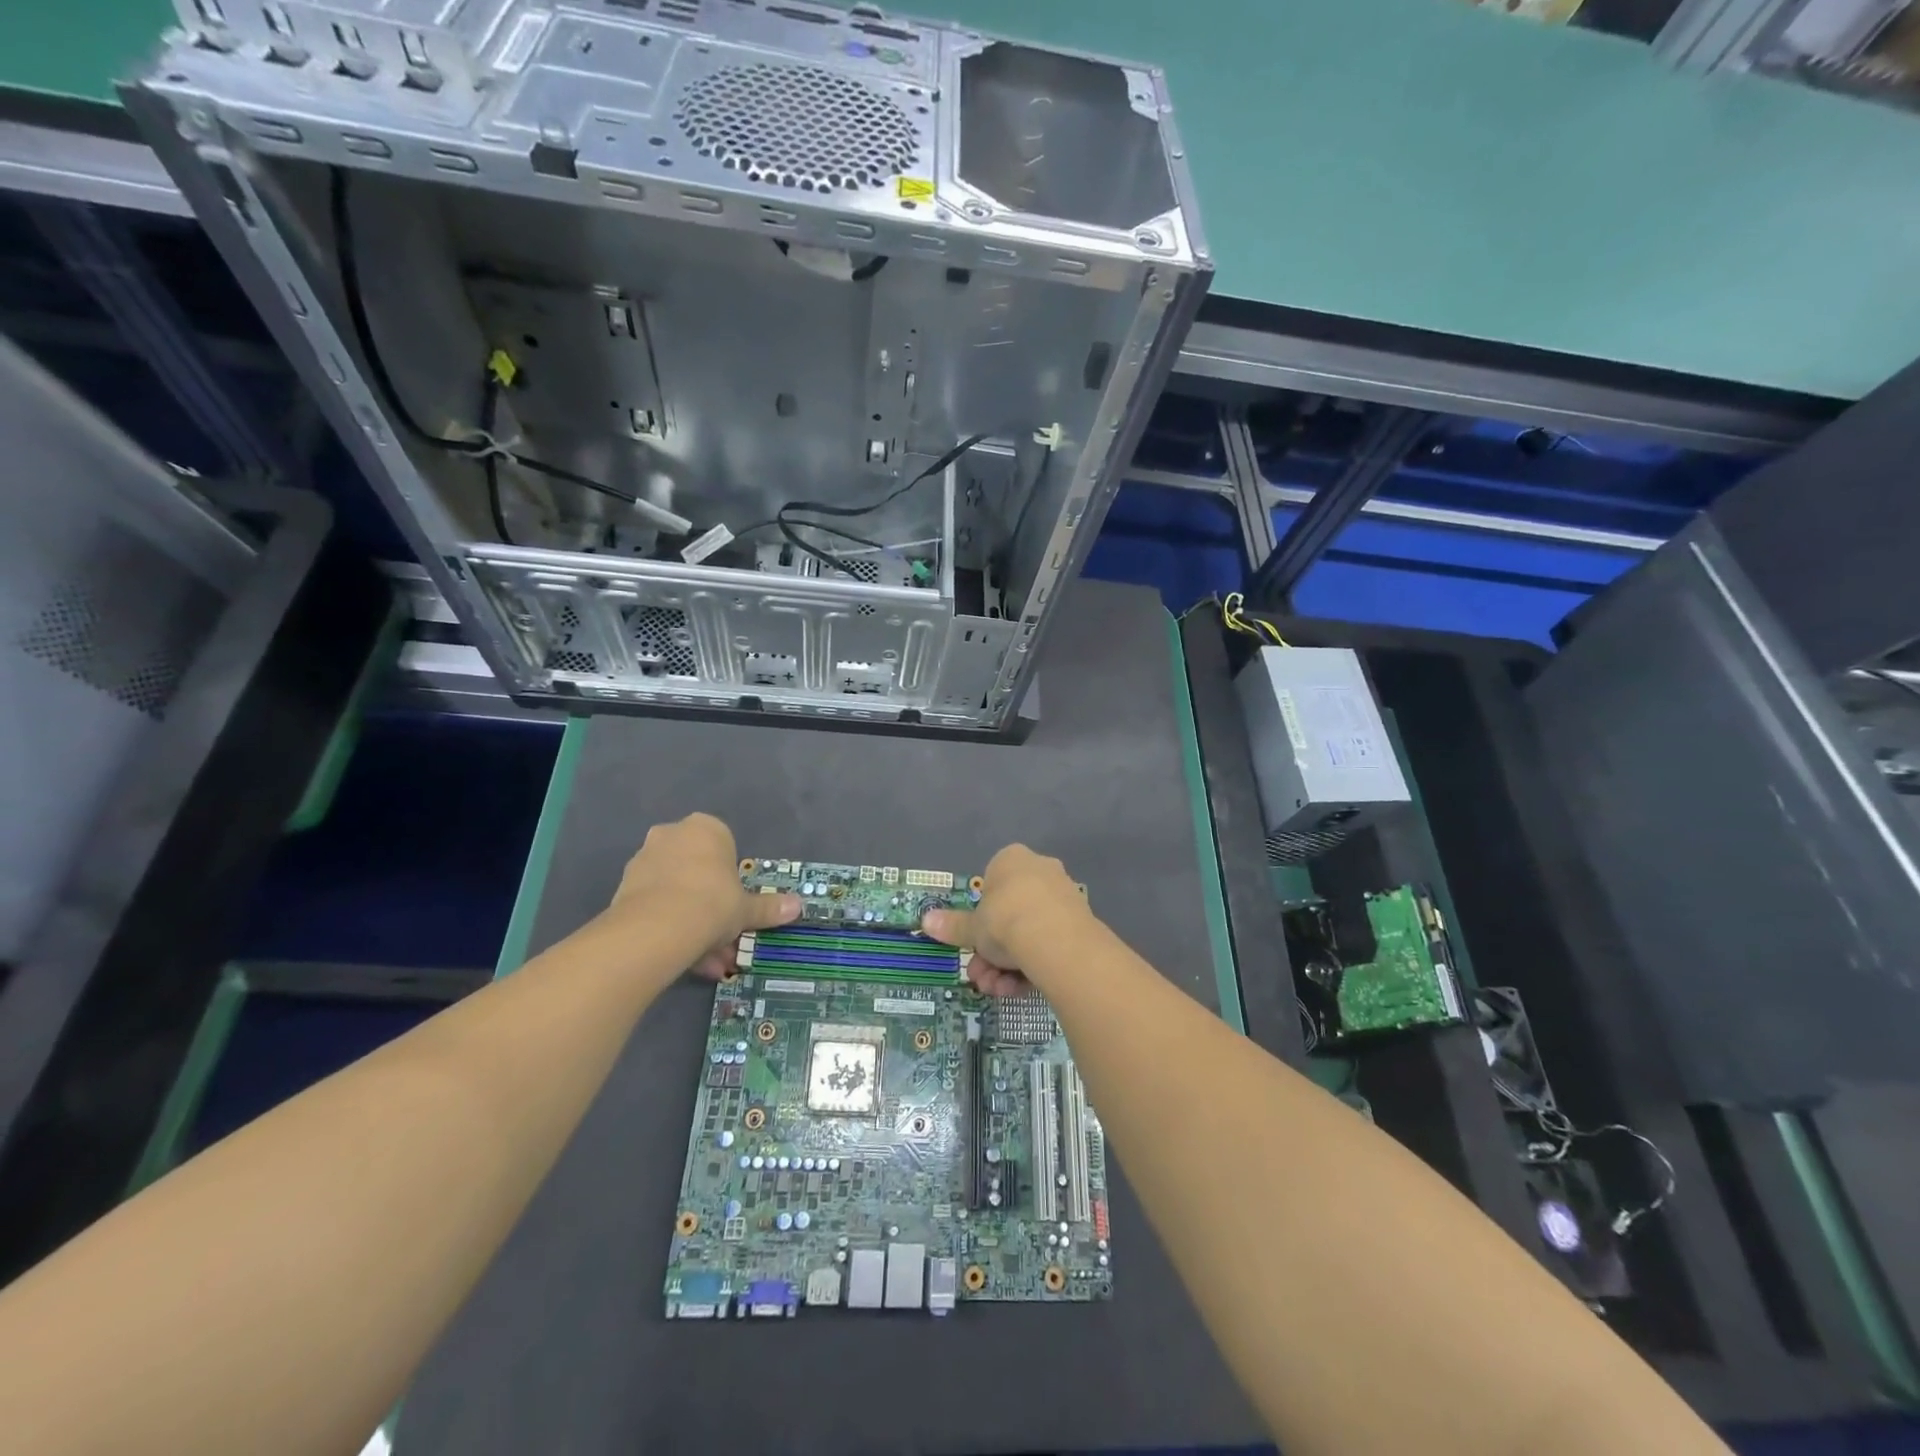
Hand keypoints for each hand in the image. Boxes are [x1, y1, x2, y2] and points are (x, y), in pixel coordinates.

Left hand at [601, 813, 799, 977]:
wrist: (656, 928)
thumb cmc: (712, 902)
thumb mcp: (747, 909)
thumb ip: (768, 907)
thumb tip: (798, 906)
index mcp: (705, 828)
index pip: (725, 845)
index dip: (732, 878)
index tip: (736, 903)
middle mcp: (671, 835)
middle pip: (698, 870)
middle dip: (711, 906)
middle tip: (724, 937)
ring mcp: (644, 860)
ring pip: (677, 892)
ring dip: (692, 922)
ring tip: (708, 962)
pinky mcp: (623, 888)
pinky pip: (656, 907)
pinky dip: (671, 929)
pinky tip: (684, 960)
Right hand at [921, 844, 1092, 995]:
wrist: (1054, 939)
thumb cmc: (1005, 920)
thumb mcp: (972, 927)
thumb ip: (952, 925)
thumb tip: (926, 920)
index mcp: (1012, 860)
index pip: (991, 885)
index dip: (981, 917)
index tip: (974, 941)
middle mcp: (1040, 871)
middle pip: (1009, 915)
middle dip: (991, 952)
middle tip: (980, 976)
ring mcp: (1062, 896)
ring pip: (1028, 933)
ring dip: (1007, 966)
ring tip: (997, 989)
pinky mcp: (1080, 923)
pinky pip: (1048, 944)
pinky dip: (1032, 967)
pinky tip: (1018, 990)